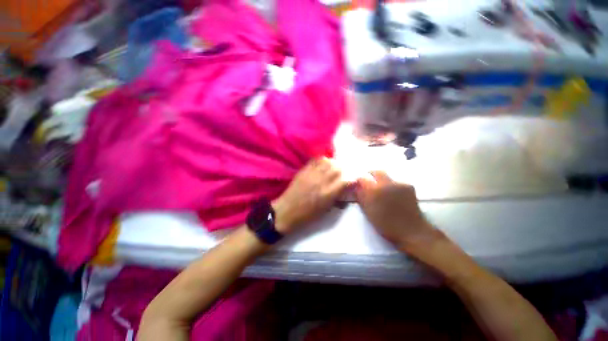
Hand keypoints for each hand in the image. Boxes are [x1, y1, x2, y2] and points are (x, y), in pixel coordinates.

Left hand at [273, 158, 347, 233]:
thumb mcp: (326, 210)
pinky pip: (316, 160)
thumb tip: (345, 190)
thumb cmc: (307, 215)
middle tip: (341, 175)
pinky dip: (322, 161)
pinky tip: (322, 166)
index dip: (352, 180)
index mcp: (329, 193)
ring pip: (328, 161)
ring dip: (333, 164)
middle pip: (338, 167)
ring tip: (332, 169)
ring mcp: (312, 173)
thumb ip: (337, 198)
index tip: (351, 182)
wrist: (287, 211)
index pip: (346, 180)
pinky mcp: (304, 170)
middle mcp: (322, 180)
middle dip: (343, 171)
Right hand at [357, 171, 439, 251]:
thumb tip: (356, 187)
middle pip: (376, 172)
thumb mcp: (368, 212)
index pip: (362, 179)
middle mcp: (387, 183)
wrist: (412, 231)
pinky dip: (392, 186)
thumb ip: (361, 197)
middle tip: (369, 183)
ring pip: (387, 177)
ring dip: (382, 181)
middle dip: (371, 175)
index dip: (359, 181)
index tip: (359, 186)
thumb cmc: (386, 224)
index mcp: (375, 191)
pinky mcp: (409, 186)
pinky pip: (396, 182)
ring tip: (383, 192)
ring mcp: (399, 184)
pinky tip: (394, 195)